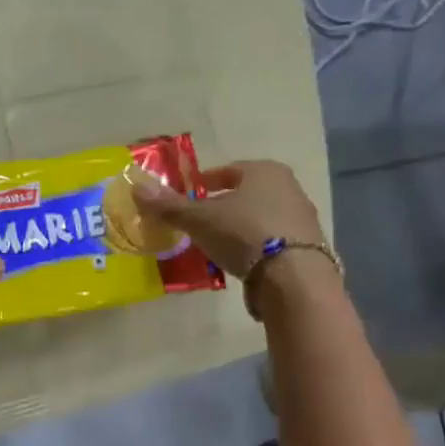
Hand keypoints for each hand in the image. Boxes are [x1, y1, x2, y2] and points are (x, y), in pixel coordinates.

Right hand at [128, 160, 323, 279]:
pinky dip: (253, 245)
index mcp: (264, 171)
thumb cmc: (243, 233)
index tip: (189, 193)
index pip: (228, 170)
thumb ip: (169, 205)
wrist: (294, 276)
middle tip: (197, 219)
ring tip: (214, 242)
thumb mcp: (198, 219)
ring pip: (259, 216)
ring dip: (237, 225)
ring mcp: (302, 218)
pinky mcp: (308, 247)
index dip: (205, 181)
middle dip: (222, 204)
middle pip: (246, 193)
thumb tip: (137, 188)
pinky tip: (237, 260)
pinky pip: (271, 239)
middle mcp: (288, 188)